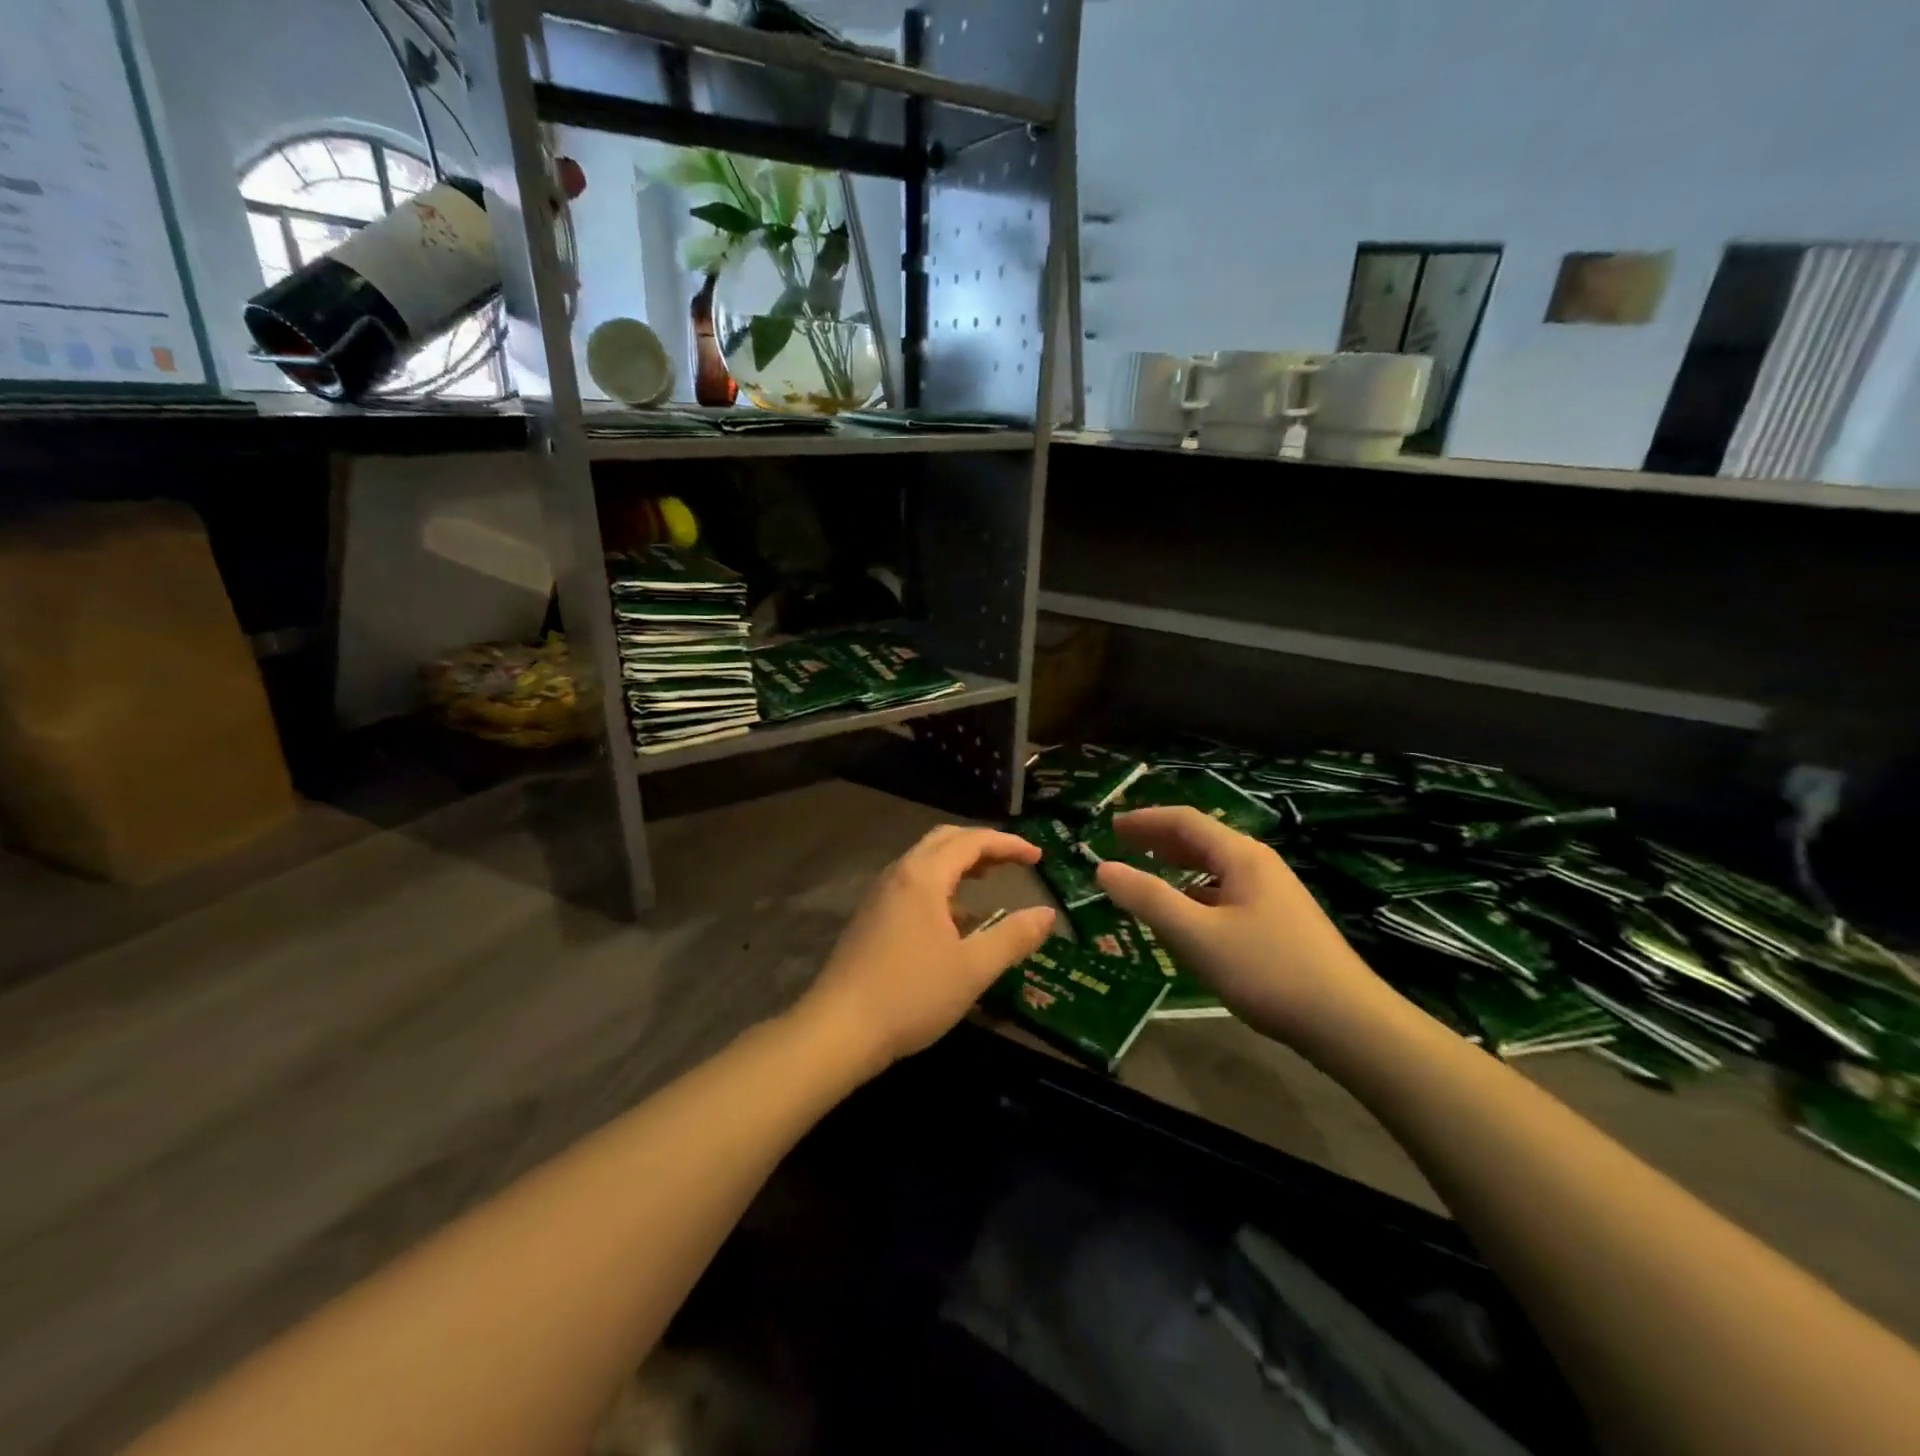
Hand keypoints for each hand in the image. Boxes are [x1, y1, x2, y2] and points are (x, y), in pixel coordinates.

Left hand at [797, 825, 1055, 1074]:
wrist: (838, 1030)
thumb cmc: (910, 995)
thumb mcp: (973, 969)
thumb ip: (1013, 937)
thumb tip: (1048, 914)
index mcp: (923, 876)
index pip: (971, 841)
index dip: (1008, 844)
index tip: (1038, 857)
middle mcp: (899, 874)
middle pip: (944, 840)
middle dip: (982, 845)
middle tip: (1014, 860)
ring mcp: (880, 896)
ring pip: (925, 862)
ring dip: (960, 864)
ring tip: (989, 881)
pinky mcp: (871, 917)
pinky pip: (912, 884)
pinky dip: (941, 886)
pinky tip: (955, 920)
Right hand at [1094, 808, 1389, 1050]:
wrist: (1348, 1022)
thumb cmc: (1267, 971)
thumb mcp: (1197, 936)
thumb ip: (1148, 899)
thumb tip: (1103, 868)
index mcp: (1241, 856)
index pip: (1185, 821)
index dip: (1145, 820)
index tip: (1111, 827)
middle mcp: (1259, 865)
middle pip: (1202, 839)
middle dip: (1160, 839)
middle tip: (1123, 845)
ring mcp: (1274, 893)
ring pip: (1216, 867)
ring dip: (1179, 865)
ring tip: (1149, 874)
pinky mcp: (1281, 921)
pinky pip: (1227, 891)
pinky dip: (1198, 892)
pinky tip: (1189, 916)